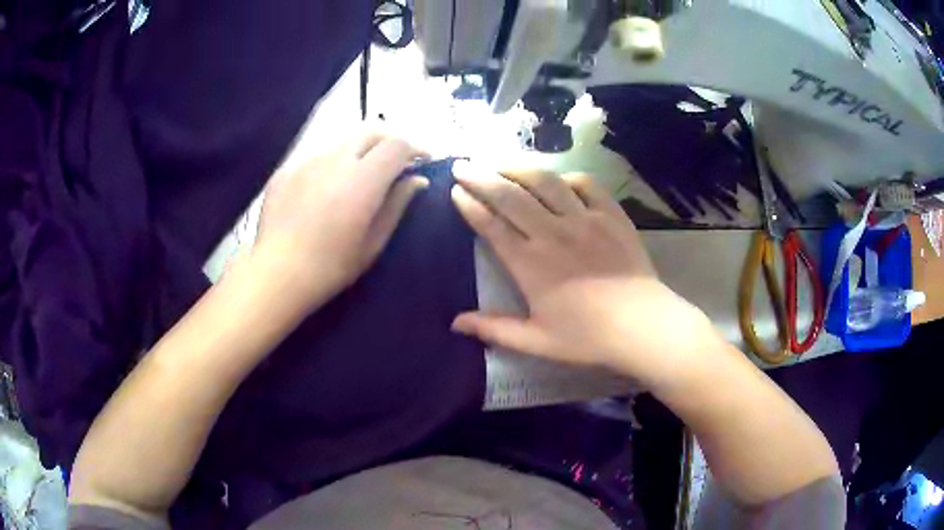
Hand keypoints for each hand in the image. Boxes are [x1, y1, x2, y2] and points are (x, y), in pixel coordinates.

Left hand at [254, 130, 428, 309]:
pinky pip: (317, 157)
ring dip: (360, 151)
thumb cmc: (331, 266)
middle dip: (389, 141)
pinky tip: (326, 190)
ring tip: (359, 175)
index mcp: (362, 178)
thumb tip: (417, 180)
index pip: (396, 144)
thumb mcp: (373, 242)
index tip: (423, 161)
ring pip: (342, 142)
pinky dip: (332, 164)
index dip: (415, 148)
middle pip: (371, 131)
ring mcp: (307, 161)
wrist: (277, 273)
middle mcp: (335, 159)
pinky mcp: (287, 170)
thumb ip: (397, 204)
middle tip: (395, 162)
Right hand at [450, 161, 717, 388]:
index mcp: (529, 263)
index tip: (455, 191)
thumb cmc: (587, 337)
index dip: (470, 205)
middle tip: (462, 164)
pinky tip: (559, 180)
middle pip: (510, 195)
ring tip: (500, 160)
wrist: (641, 325)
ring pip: (545, 181)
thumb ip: (494, 329)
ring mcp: (584, 219)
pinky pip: (586, 184)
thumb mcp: (536, 341)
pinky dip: (568, 177)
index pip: (491, 225)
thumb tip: (454, 323)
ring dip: (518, 167)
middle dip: (481, 176)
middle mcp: (552, 232)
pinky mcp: (611, 215)